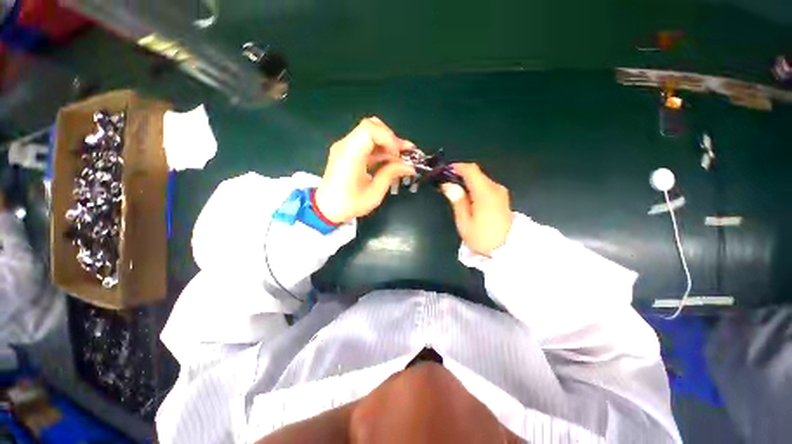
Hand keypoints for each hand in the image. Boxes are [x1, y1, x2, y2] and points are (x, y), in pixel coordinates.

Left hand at [315, 117, 415, 222]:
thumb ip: (391, 174)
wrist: (326, 209)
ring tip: (401, 156)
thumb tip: (409, 166)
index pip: (370, 129)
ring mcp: (344, 147)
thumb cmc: (349, 204)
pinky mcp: (346, 152)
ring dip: (387, 143)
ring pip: (369, 133)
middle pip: (371, 126)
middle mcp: (345, 146)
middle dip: (391, 138)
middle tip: (404, 153)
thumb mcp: (374, 193)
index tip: (397, 155)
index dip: (388, 138)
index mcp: (350, 156)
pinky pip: (365, 143)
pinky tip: (390, 159)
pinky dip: (379, 148)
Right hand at [441, 163, 512, 255]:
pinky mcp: (502, 198)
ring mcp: (501, 192)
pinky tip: (467, 198)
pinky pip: (486, 186)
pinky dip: (474, 187)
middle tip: (446, 184)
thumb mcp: (465, 222)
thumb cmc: (482, 237)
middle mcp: (495, 188)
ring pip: (481, 179)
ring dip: (467, 182)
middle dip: (460, 175)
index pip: (471, 170)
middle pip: (476, 173)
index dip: (457, 167)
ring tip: (454, 192)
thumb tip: (448, 184)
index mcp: (485, 193)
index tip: (444, 171)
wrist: (508, 249)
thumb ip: (457, 200)